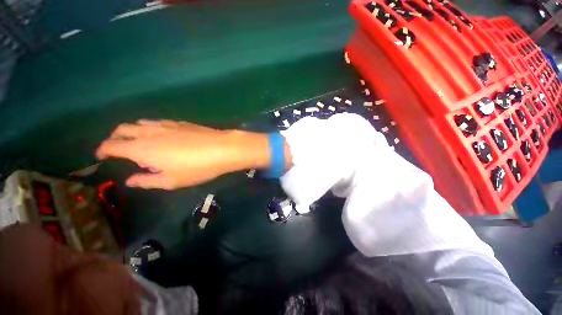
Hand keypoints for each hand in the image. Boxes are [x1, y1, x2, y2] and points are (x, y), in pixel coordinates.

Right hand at [96, 120, 283, 189]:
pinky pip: (158, 122)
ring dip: (132, 131)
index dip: (102, 151)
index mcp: (142, 148)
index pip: (112, 146)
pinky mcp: (181, 123)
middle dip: (114, 138)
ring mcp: (166, 125)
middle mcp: (150, 132)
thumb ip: (147, 180)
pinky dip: (150, 127)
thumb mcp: (171, 181)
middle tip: (115, 148)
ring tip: (137, 141)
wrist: (222, 149)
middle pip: (122, 129)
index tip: (99, 157)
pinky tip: (159, 134)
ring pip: (140, 123)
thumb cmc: (197, 168)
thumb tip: (130, 180)